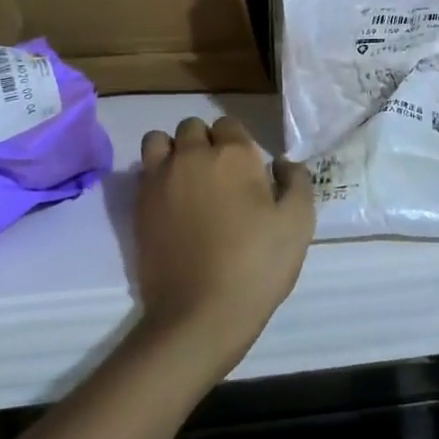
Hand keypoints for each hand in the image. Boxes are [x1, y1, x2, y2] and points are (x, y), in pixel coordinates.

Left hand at [134, 117, 313, 378]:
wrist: (199, 314)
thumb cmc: (256, 266)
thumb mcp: (299, 224)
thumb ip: (297, 182)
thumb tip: (284, 163)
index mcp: (233, 154)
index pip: (229, 124)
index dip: (238, 144)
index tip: (247, 172)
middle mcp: (192, 155)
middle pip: (192, 127)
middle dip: (205, 143)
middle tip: (218, 178)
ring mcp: (160, 178)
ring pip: (159, 141)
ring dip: (173, 151)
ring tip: (187, 181)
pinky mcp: (139, 205)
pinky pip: (144, 171)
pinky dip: (156, 176)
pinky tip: (171, 204)